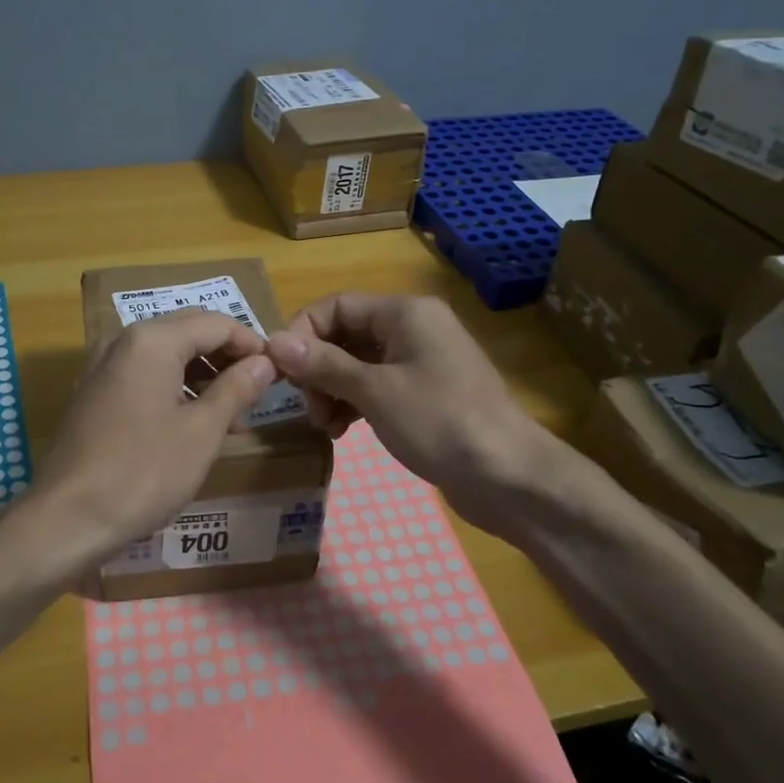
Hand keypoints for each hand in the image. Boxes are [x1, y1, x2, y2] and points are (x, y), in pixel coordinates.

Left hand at [27, 310, 279, 570]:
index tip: (279, 370)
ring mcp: (103, 367)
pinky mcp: (94, 394)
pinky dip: (175, 389)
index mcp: (152, 340)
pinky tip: (194, 423)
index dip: (251, 344)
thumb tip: (265, 362)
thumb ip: (236, 389)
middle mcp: (123, 342)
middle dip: (227, 358)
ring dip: (202, 376)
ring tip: (233, 415)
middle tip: (259, 390)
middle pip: (188, 333)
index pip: (215, 323)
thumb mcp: (201, 431)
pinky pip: (144, 376)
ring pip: (166, 356)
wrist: (67, 518)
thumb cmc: (143, 472)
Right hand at [266, 294, 558, 528]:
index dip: (303, 333)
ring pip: (357, 364)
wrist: (509, 477)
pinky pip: (376, 386)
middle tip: (309, 409)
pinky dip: (354, 404)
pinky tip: (342, 431)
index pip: (336, 305)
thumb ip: (322, 364)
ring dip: (333, 390)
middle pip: (345, 334)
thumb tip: (273, 342)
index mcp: (405, 313)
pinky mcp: (425, 394)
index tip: (281, 372)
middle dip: (318, 369)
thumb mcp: (375, 391)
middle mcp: (413, 328)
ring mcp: (421, 362)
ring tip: (325, 426)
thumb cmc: (440, 423)